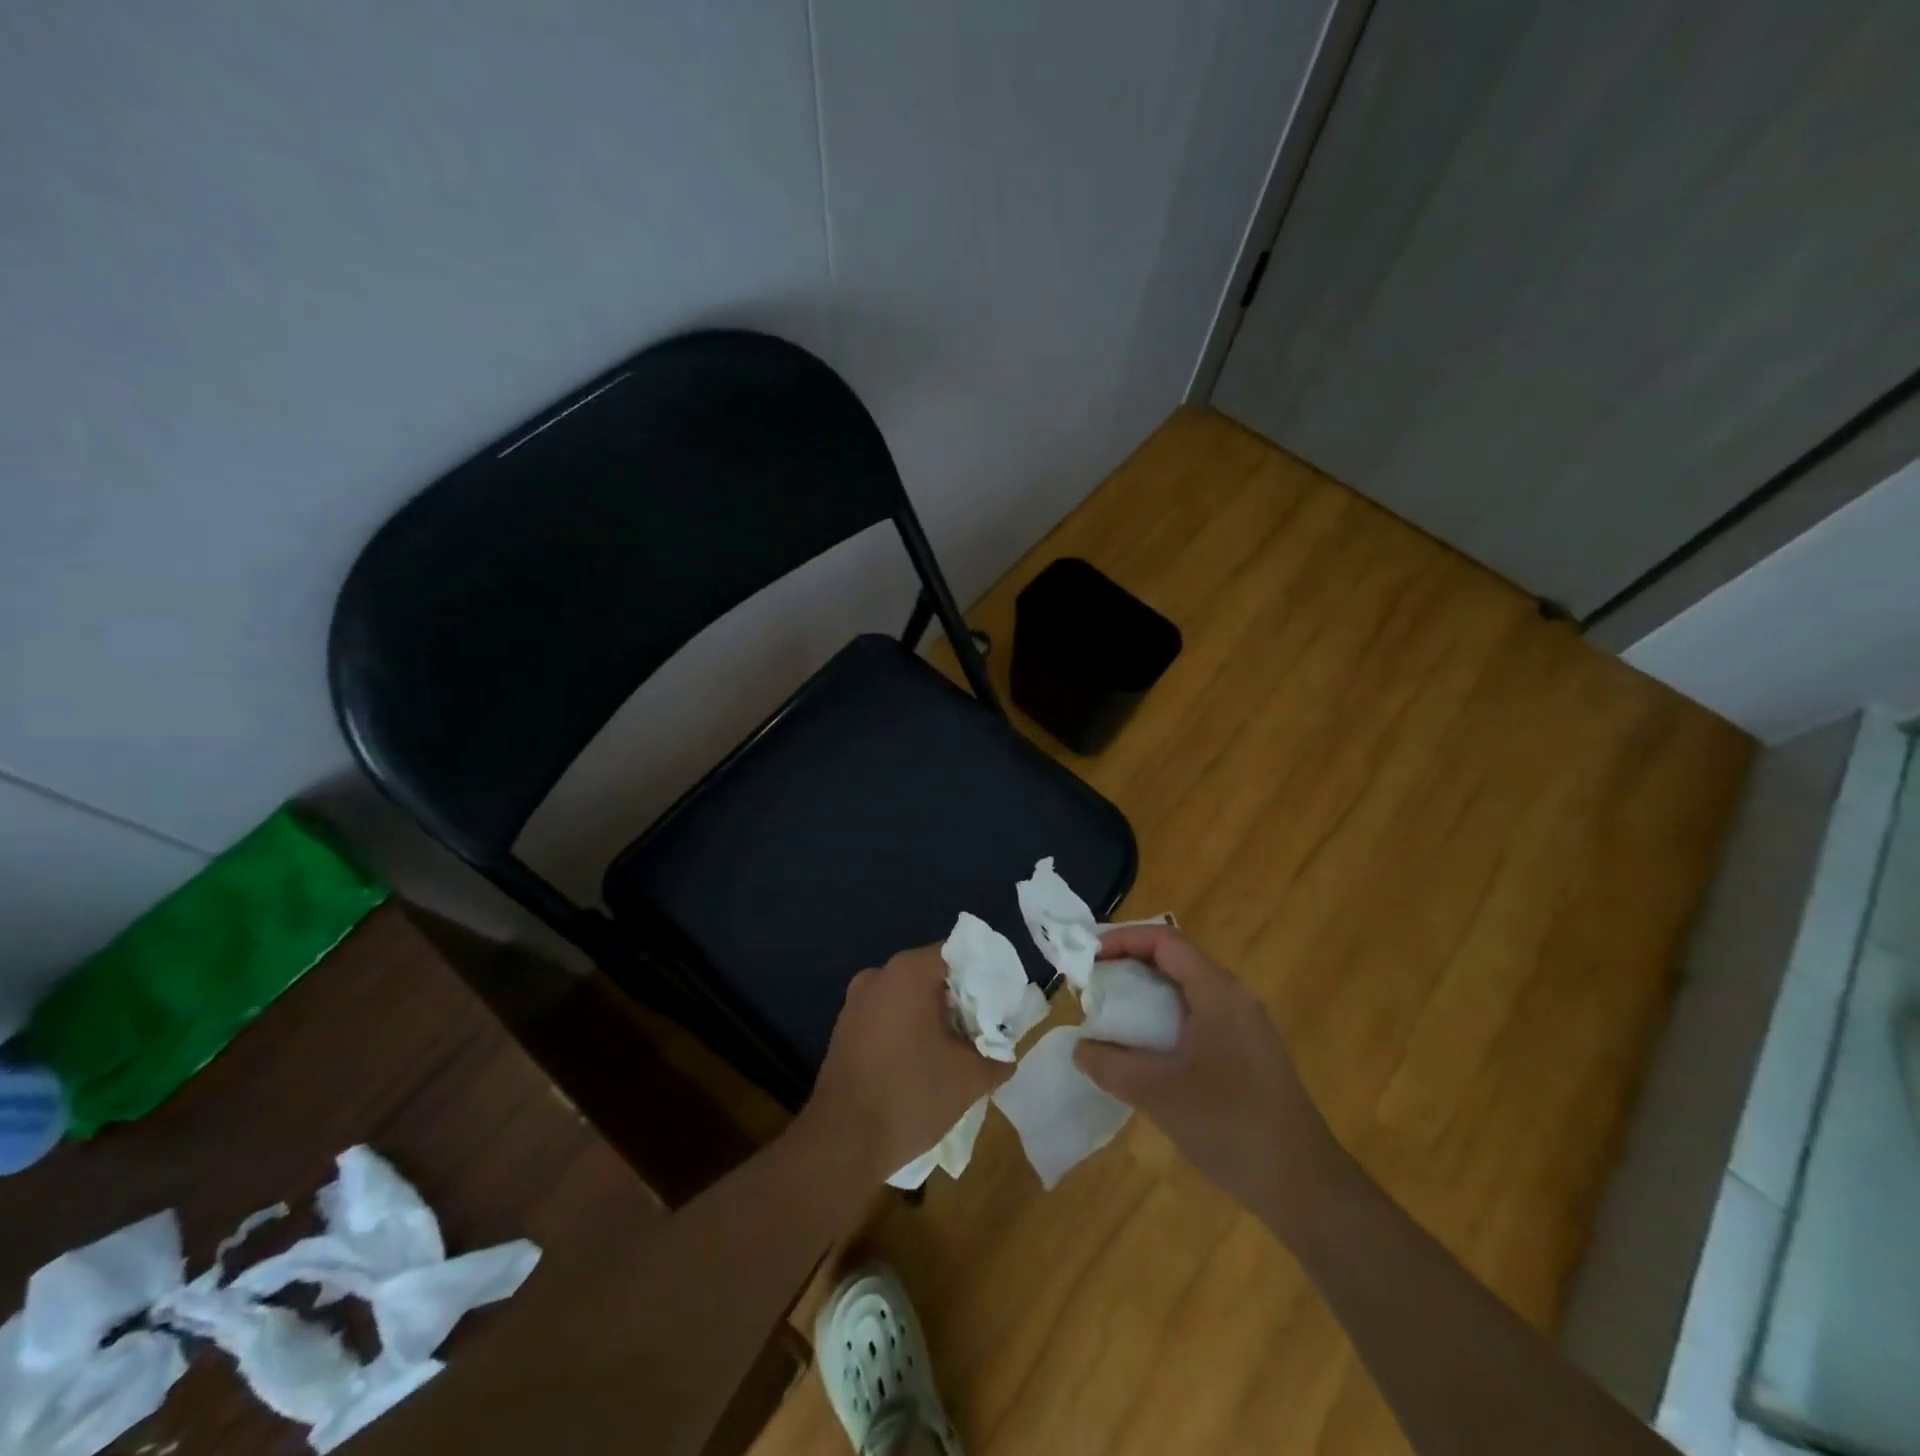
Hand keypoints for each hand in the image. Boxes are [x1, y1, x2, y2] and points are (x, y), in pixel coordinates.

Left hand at [802, 945, 1012, 1182]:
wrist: (842, 1142)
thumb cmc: (911, 1095)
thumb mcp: (970, 1077)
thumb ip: (997, 1056)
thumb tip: (1005, 1053)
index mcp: (909, 972)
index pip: (957, 954)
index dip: (983, 977)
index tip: (1000, 1006)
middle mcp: (879, 975)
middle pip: (932, 974)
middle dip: (960, 999)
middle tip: (984, 1030)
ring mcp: (856, 1001)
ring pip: (908, 996)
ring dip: (933, 1016)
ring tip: (957, 1050)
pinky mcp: (844, 1028)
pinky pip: (887, 1015)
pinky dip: (908, 1029)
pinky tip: (922, 1062)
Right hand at [1073, 925, 1340, 1225]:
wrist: (1305, 1186)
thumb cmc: (1231, 1127)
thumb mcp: (1159, 1094)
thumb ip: (1112, 1066)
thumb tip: (1080, 1049)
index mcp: (1218, 993)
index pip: (1165, 941)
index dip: (1124, 939)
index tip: (1088, 956)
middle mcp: (1235, 998)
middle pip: (1176, 959)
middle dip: (1131, 963)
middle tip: (1093, 981)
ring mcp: (1246, 1025)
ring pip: (1188, 989)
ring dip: (1148, 991)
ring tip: (1112, 1011)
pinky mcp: (1249, 1052)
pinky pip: (1199, 1014)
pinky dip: (1166, 1016)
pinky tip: (1147, 1047)